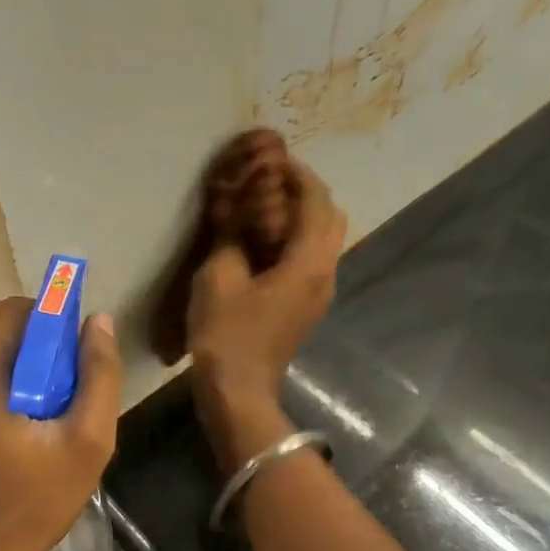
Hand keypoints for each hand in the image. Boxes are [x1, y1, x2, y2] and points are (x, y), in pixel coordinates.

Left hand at [0, 298, 120, 550]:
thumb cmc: (35, 501)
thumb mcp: (86, 441)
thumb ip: (99, 375)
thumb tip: (98, 322)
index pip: (20, 308)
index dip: (57, 320)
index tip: (80, 356)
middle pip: (0, 322)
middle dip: (41, 339)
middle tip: (71, 383)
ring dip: (26, 360)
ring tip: (54, 404)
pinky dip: (7, 378)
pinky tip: (30, 419)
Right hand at [186, 163, 345, 469]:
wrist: (238, 392)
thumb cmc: (227, 335)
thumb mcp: (219, 277)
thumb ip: (231, 235)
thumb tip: (235, 209)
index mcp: (308, 262)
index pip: (316, 201)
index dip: (297, 175)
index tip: (274, 159)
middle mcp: (324, 273)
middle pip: (330, 217)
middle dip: (306, 193)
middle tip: (271, 182)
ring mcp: (318, 292)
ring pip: (322, 240)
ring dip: (301, 217)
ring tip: (264, 207)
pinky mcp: (306, 307)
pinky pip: (310, 259)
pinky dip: (294, 240)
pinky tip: (263, 242)